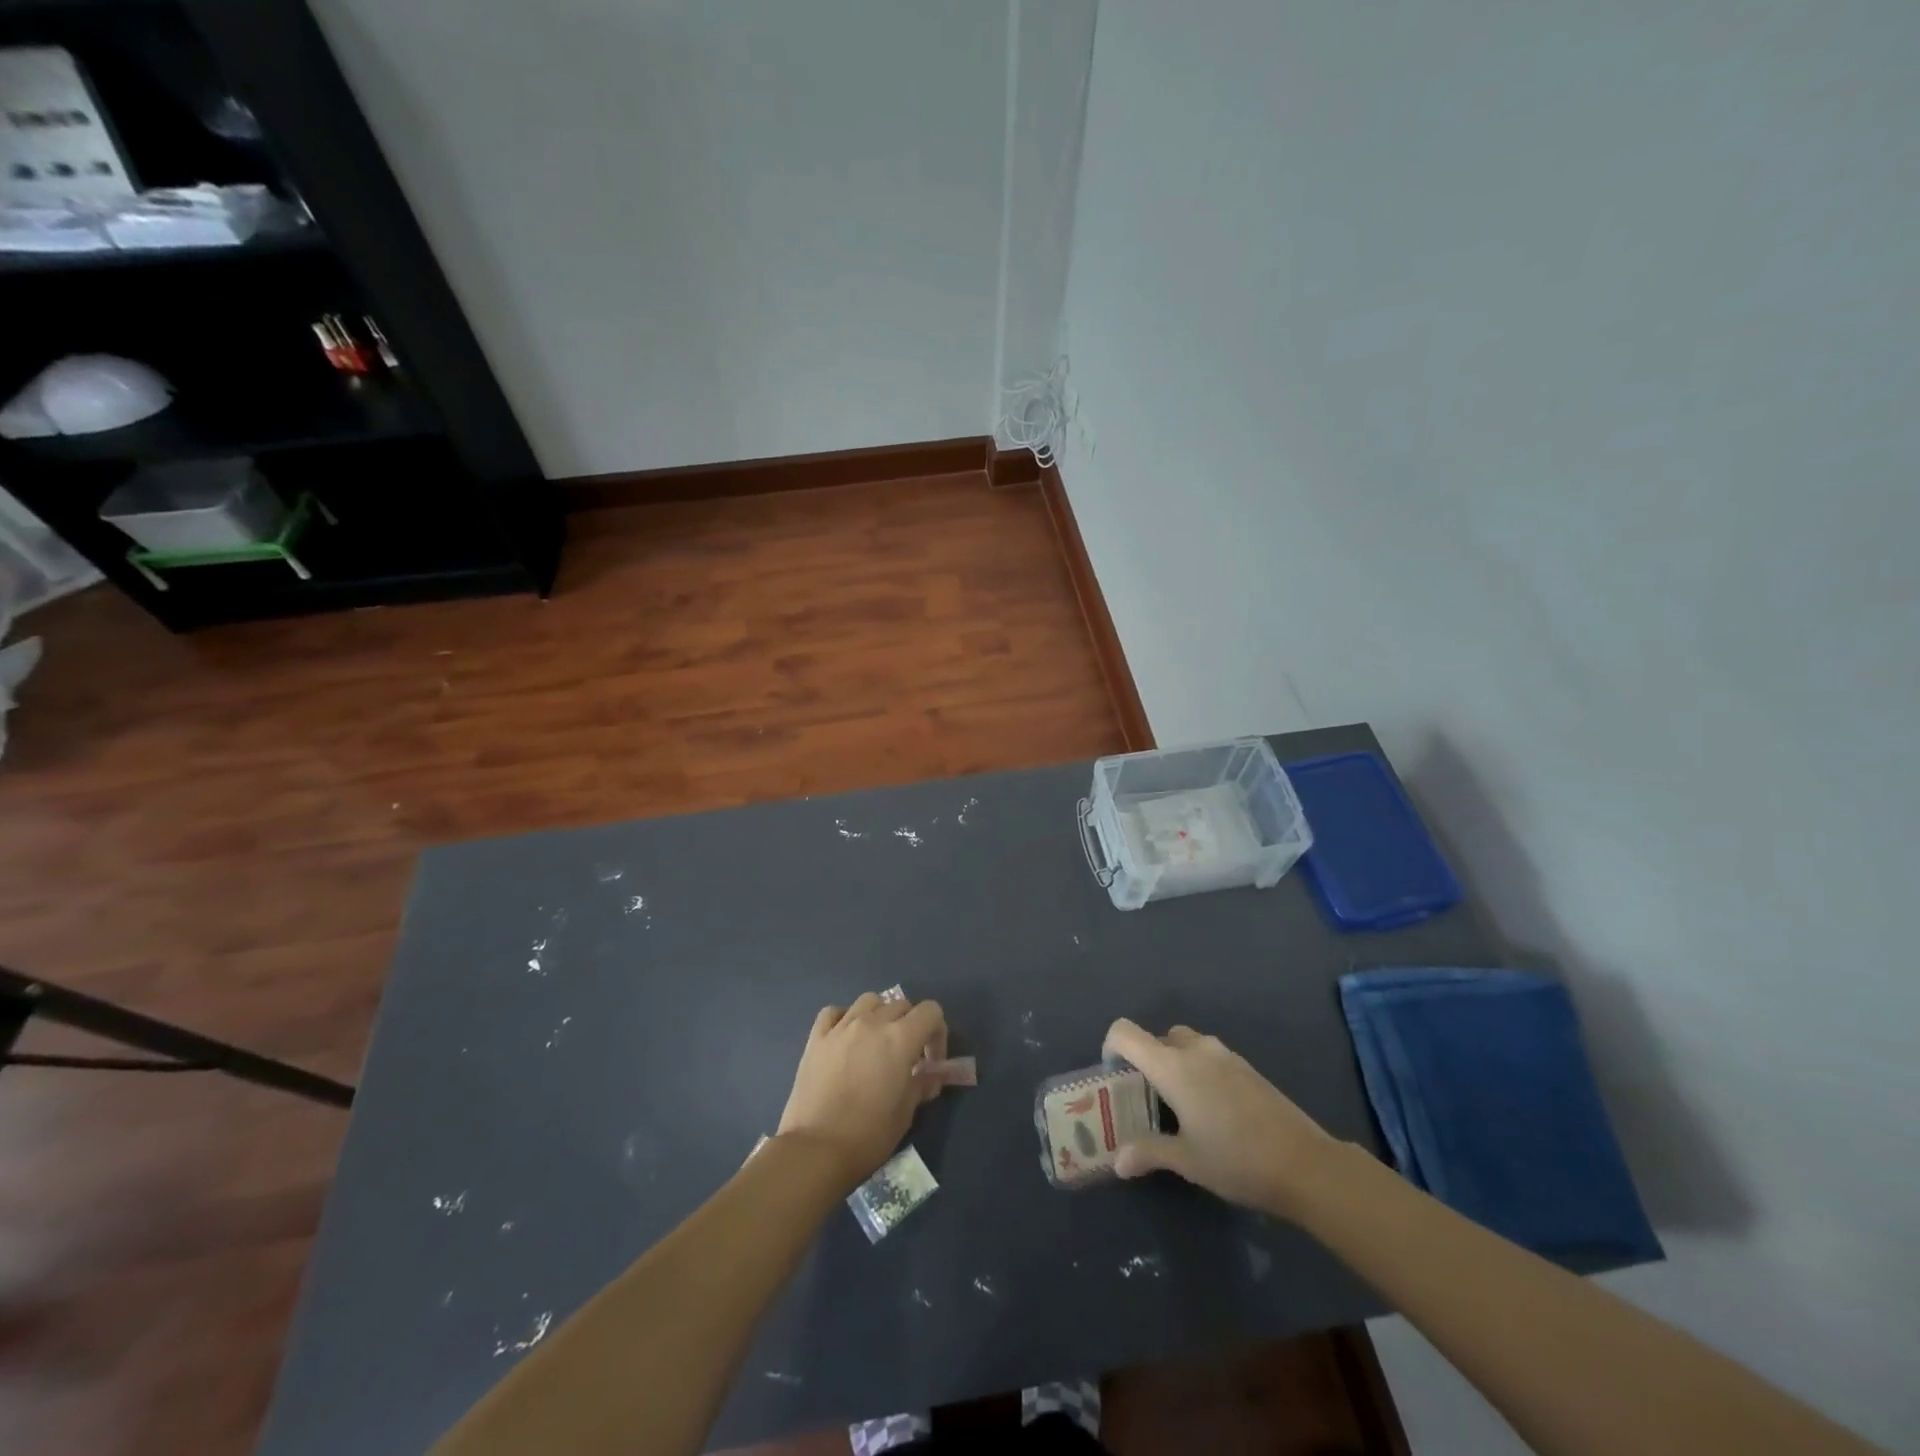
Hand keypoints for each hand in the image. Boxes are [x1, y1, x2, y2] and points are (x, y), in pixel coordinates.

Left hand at [777, 992, 947, 1190]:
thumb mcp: (905, 1113)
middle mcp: (872, 1023)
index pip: (931, 1011)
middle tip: (906, 1058)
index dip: (937, 1033)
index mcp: (900, 1038)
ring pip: (869, 1001)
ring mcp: (841, 1027)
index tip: (931, 1061)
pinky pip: (834, 1012)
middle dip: (911, 1026)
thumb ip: (922, 1085)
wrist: (815, 1150)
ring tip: (876, 1042)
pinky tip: (846, 1039)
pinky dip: (844, 1018)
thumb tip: (932, 1076)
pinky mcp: (816, 1038)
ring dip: (880, 1015)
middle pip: (901, 1005)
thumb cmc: (868, 1135)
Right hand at [1103, 1018, 1335, 1215]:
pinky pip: (1210, 1056)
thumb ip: (1148, 1152)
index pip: (1126, 1032)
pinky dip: (1200, 1071)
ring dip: (1175, 1063)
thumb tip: (1118, 1162)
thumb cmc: (1236, 1160)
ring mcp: (1225, 1055)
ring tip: (1180, 1106)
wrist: (1305, 1164)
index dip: (1111, 1047)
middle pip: (1157, 1037)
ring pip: (1186, 1044)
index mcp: (1172, 1065)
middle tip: (1148, 1098)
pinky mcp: (1247, 1067)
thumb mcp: (1187, 1160)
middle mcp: (1195, 1050)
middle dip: (1146, 1060)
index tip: (1114, 1076)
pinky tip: (1213, 1111)